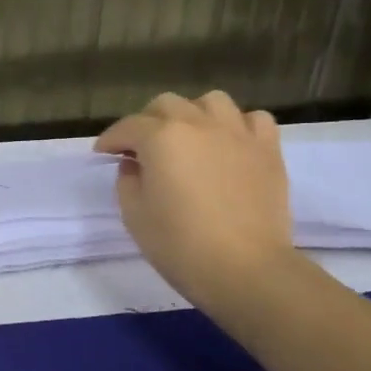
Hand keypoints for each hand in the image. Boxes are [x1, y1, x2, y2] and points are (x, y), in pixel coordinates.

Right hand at [94, 91, 294, 315]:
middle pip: (167, 105)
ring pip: (211, 102)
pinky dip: (237, 125)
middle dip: (147, 122)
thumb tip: (135, 165)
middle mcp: (199, 124)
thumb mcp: (134, 215)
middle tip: (141, 148)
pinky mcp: (268, 150)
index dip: (111, 140)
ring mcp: (238, 133)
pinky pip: (253, 120)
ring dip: (193, 114)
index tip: (103, 154)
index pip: (128, 127)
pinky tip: (229, 144)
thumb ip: (128, 181)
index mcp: (161, 138)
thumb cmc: (179, 244)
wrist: (244, 268)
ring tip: (188, 138)